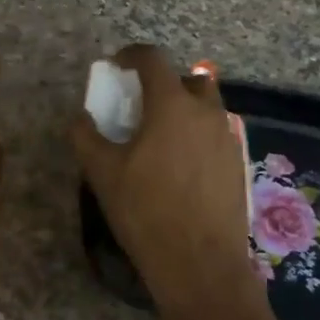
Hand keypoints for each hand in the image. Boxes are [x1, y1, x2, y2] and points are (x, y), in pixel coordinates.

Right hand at [72, 45, 265, 319]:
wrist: (201, 264)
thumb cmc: (146, 212)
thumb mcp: (102, 173)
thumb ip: (86, 136)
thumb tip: (80, 117)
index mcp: (171, 105)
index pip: (153, 59)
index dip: (131, 55)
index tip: (117, 65)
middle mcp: (206, 112)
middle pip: (189, 78)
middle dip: (165, 82)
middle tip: (142, 104)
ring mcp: (227, 137)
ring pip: (207, 107)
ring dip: (185, 108)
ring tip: (161, 137)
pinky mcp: (239, 163)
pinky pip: (216, 134)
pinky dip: (198, 135)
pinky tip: (181, 165)